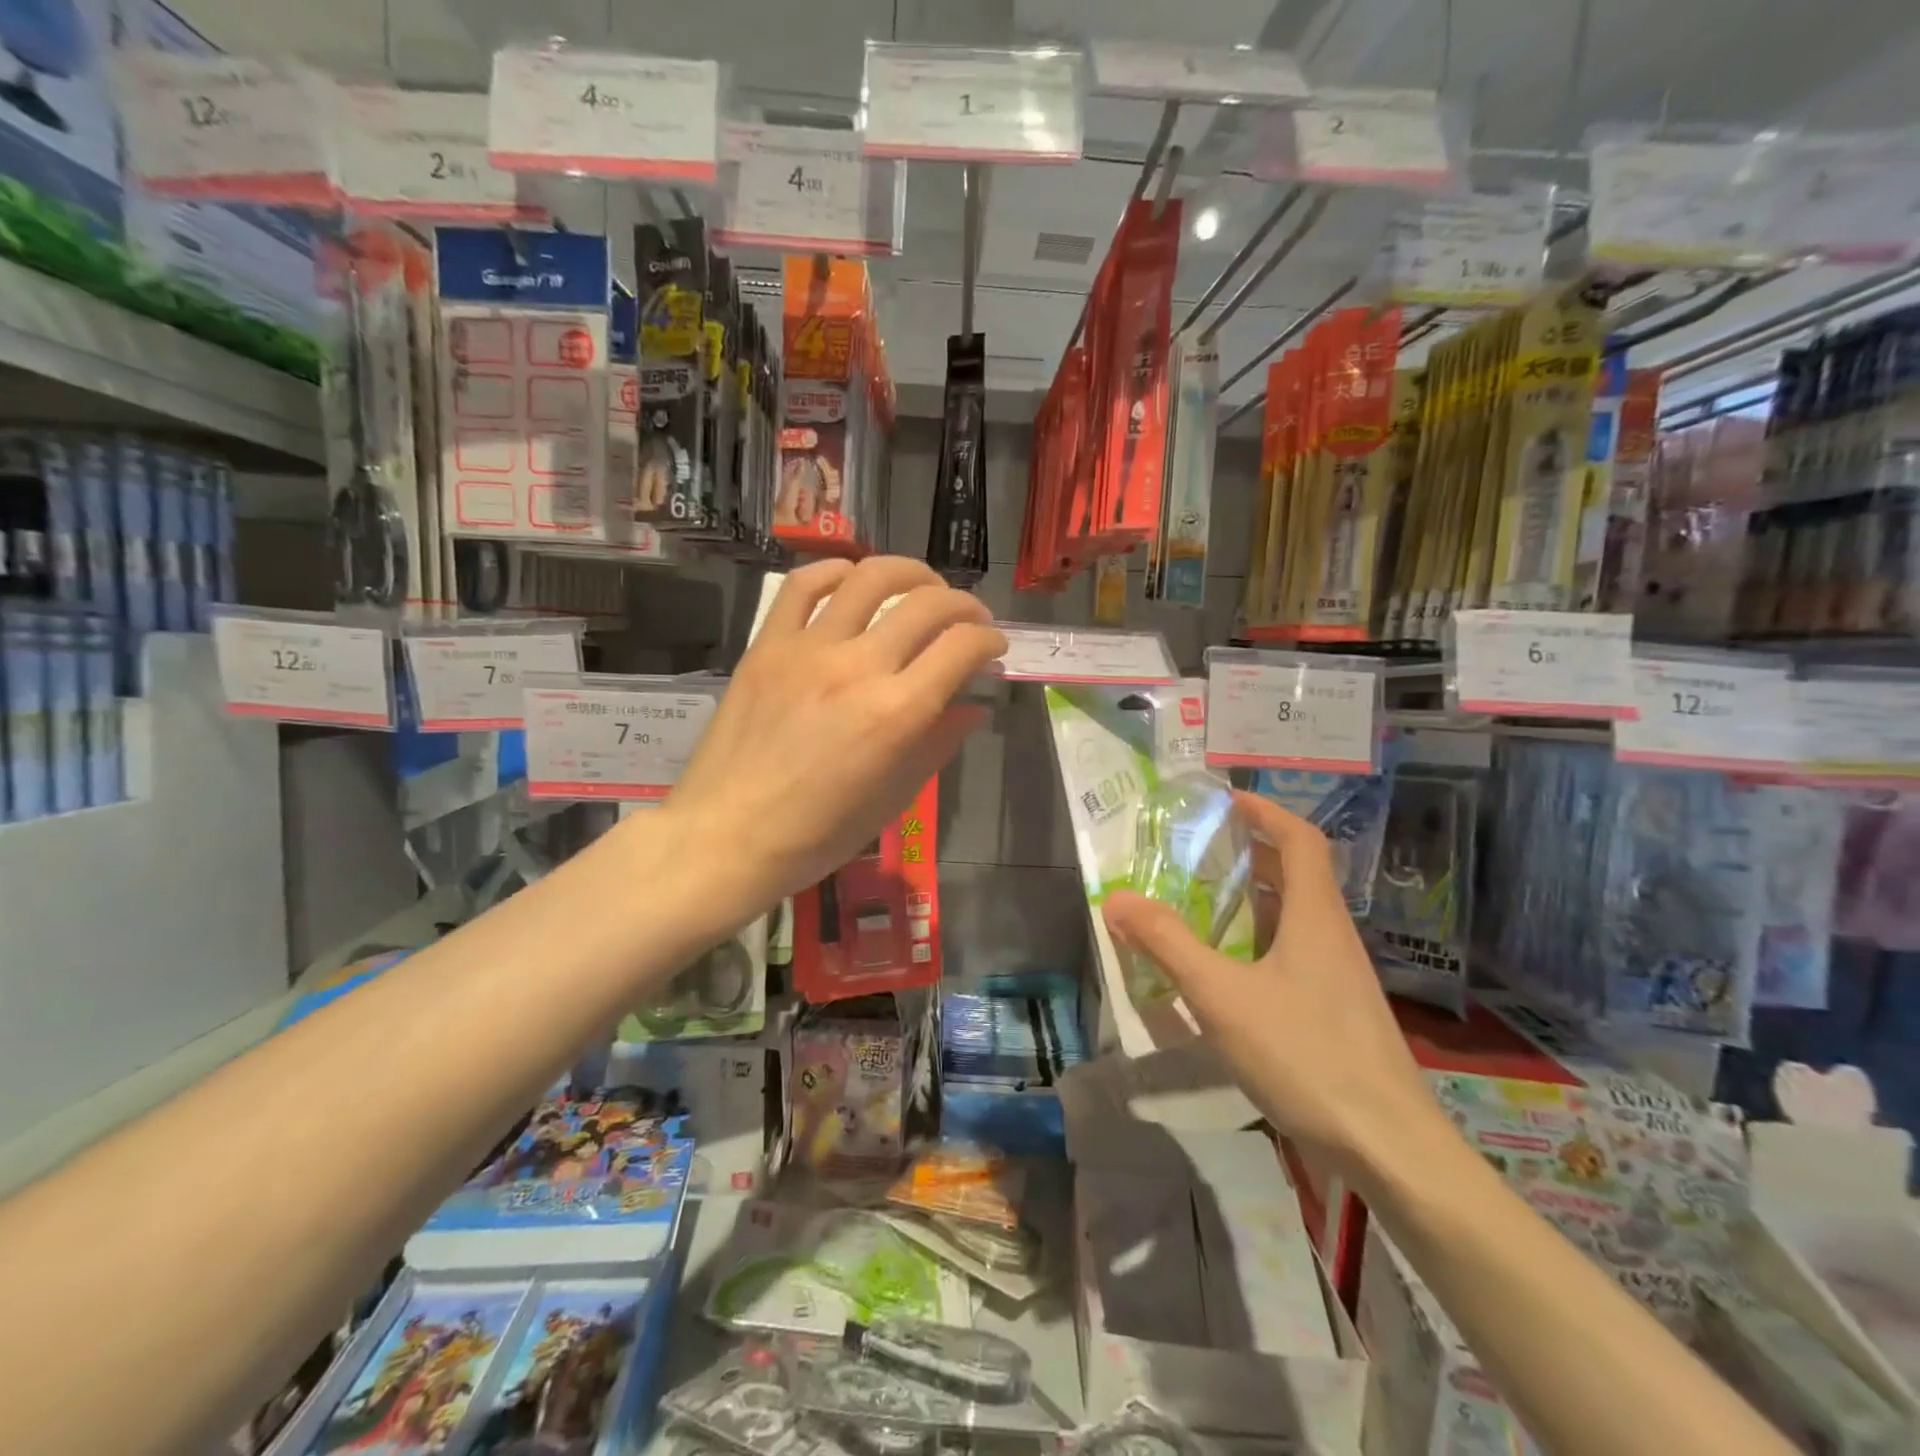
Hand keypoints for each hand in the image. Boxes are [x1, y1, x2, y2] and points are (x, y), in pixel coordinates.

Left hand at [662, 556, 1003, 920]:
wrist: (727, 836)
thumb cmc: (818, 834)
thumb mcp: (894, 799)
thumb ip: (937, 745)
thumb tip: (973, 709)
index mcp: (897, 713)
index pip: (961, 647)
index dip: (988, 640)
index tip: (993, 648)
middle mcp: (858, 667)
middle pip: (926, 604)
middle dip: (963, 605)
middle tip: (969, 619)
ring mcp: (808, 649)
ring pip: (869, 578)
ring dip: (909, 574)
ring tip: (921, 587)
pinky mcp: (767, 645)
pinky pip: (802, 586)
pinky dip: (835, 571)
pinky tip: (851, 580)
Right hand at [1102, 792, 1440, 1178]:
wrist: (1389, 1149)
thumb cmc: (1306, 1055)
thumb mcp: (1222, 996)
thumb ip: (1167, 944)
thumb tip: (1117, 897)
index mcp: (1315, 916)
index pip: (1300, 840)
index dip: (1264, 811)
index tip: (1224, 800)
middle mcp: (1332, 936)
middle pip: (1297, 873)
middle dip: (1250, 852)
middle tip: (1199, 849)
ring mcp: (1340, 976)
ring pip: (1295, 916)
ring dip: (1254, 898)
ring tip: (1204, 901)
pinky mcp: (1337, 1011)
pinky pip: (1295, 953)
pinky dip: (1260, 941)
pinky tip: (1229, 970)